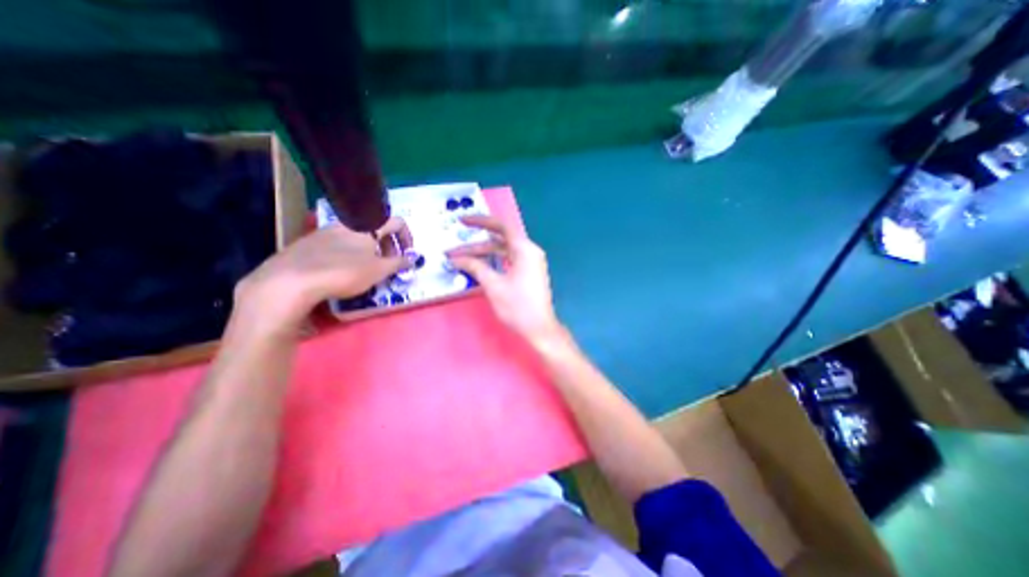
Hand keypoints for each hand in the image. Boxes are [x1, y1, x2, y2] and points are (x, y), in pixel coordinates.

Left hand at [234, 217, 413, 333]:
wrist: (290, 280)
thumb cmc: (344, 272)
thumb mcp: (379, 270)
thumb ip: (399, 263)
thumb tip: (414, 258)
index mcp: (367, 227)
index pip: (397, 222)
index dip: (407, 237)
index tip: (408, 255)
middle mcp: (347, 224)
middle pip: (377, 229)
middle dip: (389, 246)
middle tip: (389, 265)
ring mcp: (326, 231)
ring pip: (357, 237)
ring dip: (370, 250)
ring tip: (367, 270)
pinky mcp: (309, 242)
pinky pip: (338, 243)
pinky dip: (350, 253)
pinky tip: (343, 271)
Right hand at [448, 215, 566, 346]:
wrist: (539, 328)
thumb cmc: (518, 306)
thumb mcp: (493, 285)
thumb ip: (475, 267)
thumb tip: (456, 258)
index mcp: (525, 249)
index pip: (501, 227)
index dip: (481, 221)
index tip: (462, 221)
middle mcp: (530, 252)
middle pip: (500, 241)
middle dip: (476, 245)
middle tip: (455, 250)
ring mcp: (530, 263)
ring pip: (503, 252)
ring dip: (483, 255)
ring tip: (462, 259)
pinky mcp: (529, 273)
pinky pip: (508, 261)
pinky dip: (493, 262)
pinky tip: (479, 266)